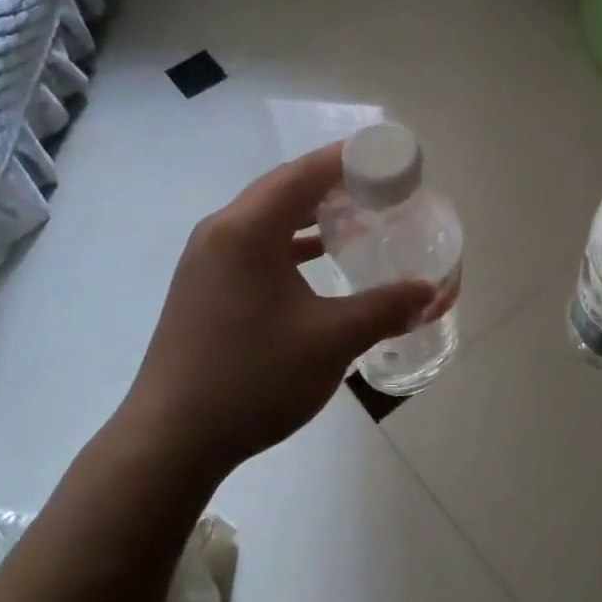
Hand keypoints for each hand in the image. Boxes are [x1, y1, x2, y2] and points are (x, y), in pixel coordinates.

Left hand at [123, 143, 435, 474]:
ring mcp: (208, 259)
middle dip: (336, 181)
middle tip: (385, 187)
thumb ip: (386, 309)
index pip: (307, 172)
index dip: (353, 159)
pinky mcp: (205, 285)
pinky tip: (321, 256)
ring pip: (270, 215)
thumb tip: (431, 292)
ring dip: (314, 210)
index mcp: (248, 230)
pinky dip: (293, 240)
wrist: (170, 442)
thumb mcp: (331, 341)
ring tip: (360, 214)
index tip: (394, 161)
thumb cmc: (253, 379)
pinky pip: (257, 243)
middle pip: (286, 186)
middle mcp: (222, 231)